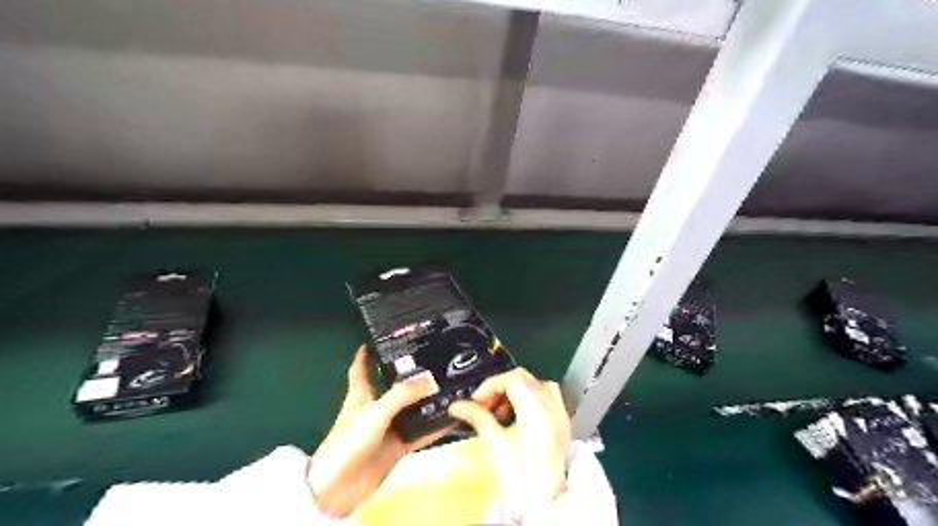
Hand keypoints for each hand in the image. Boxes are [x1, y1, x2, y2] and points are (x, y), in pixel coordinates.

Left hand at [309, 345, 449, 516]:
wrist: (338, 490)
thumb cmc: (348, 443)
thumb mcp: (375, 412)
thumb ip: (401, 395)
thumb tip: (429, 380)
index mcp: (360, 395)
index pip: (361, 368)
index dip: (366, 353)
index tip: (377, 340)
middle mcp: (374, 409)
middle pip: (393, 386)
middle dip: (410, 375)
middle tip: (432, 362)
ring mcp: (386, 429)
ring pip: (410, 409)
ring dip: (426, 401)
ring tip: (448, 386)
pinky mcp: (395, 447)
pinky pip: (419, 433)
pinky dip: (434, 427)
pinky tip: (451, 420)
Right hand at [445, 370, 572, 512]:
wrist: (547, 503)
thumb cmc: (522, 478)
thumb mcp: (497, 445)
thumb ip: (478, 419)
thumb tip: (458, 406)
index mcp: (537, 409)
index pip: (512, 379)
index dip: (490, 386)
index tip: (477, 401)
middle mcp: (552, 406)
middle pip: (524, 379)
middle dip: (501, 388)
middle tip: (485, 405)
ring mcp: (560, 414)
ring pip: (536, 385)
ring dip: (515, 393)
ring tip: (499, 413)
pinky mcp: (562, 423)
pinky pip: (547, 397)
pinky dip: (530, 399)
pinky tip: (517, 417)